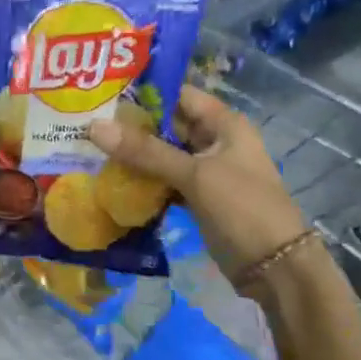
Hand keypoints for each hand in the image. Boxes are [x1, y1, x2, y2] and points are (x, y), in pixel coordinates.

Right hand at [88, 83, 307, 282]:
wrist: (274, 268)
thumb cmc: (242, 208)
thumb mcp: (194, 175)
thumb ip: (145, 151)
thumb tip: (94, 126)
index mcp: (224, 124)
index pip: (178, 94)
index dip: (143, 91)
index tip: (103, 92)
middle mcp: (215, 140)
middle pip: (167, 124)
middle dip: (131, 125)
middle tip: (86, 122)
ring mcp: (206, 170)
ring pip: (163, 153)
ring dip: (134, 154)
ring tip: (90, 147)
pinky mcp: (198, 196)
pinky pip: (164, 179)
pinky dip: (143, 179)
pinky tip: (111, 179)